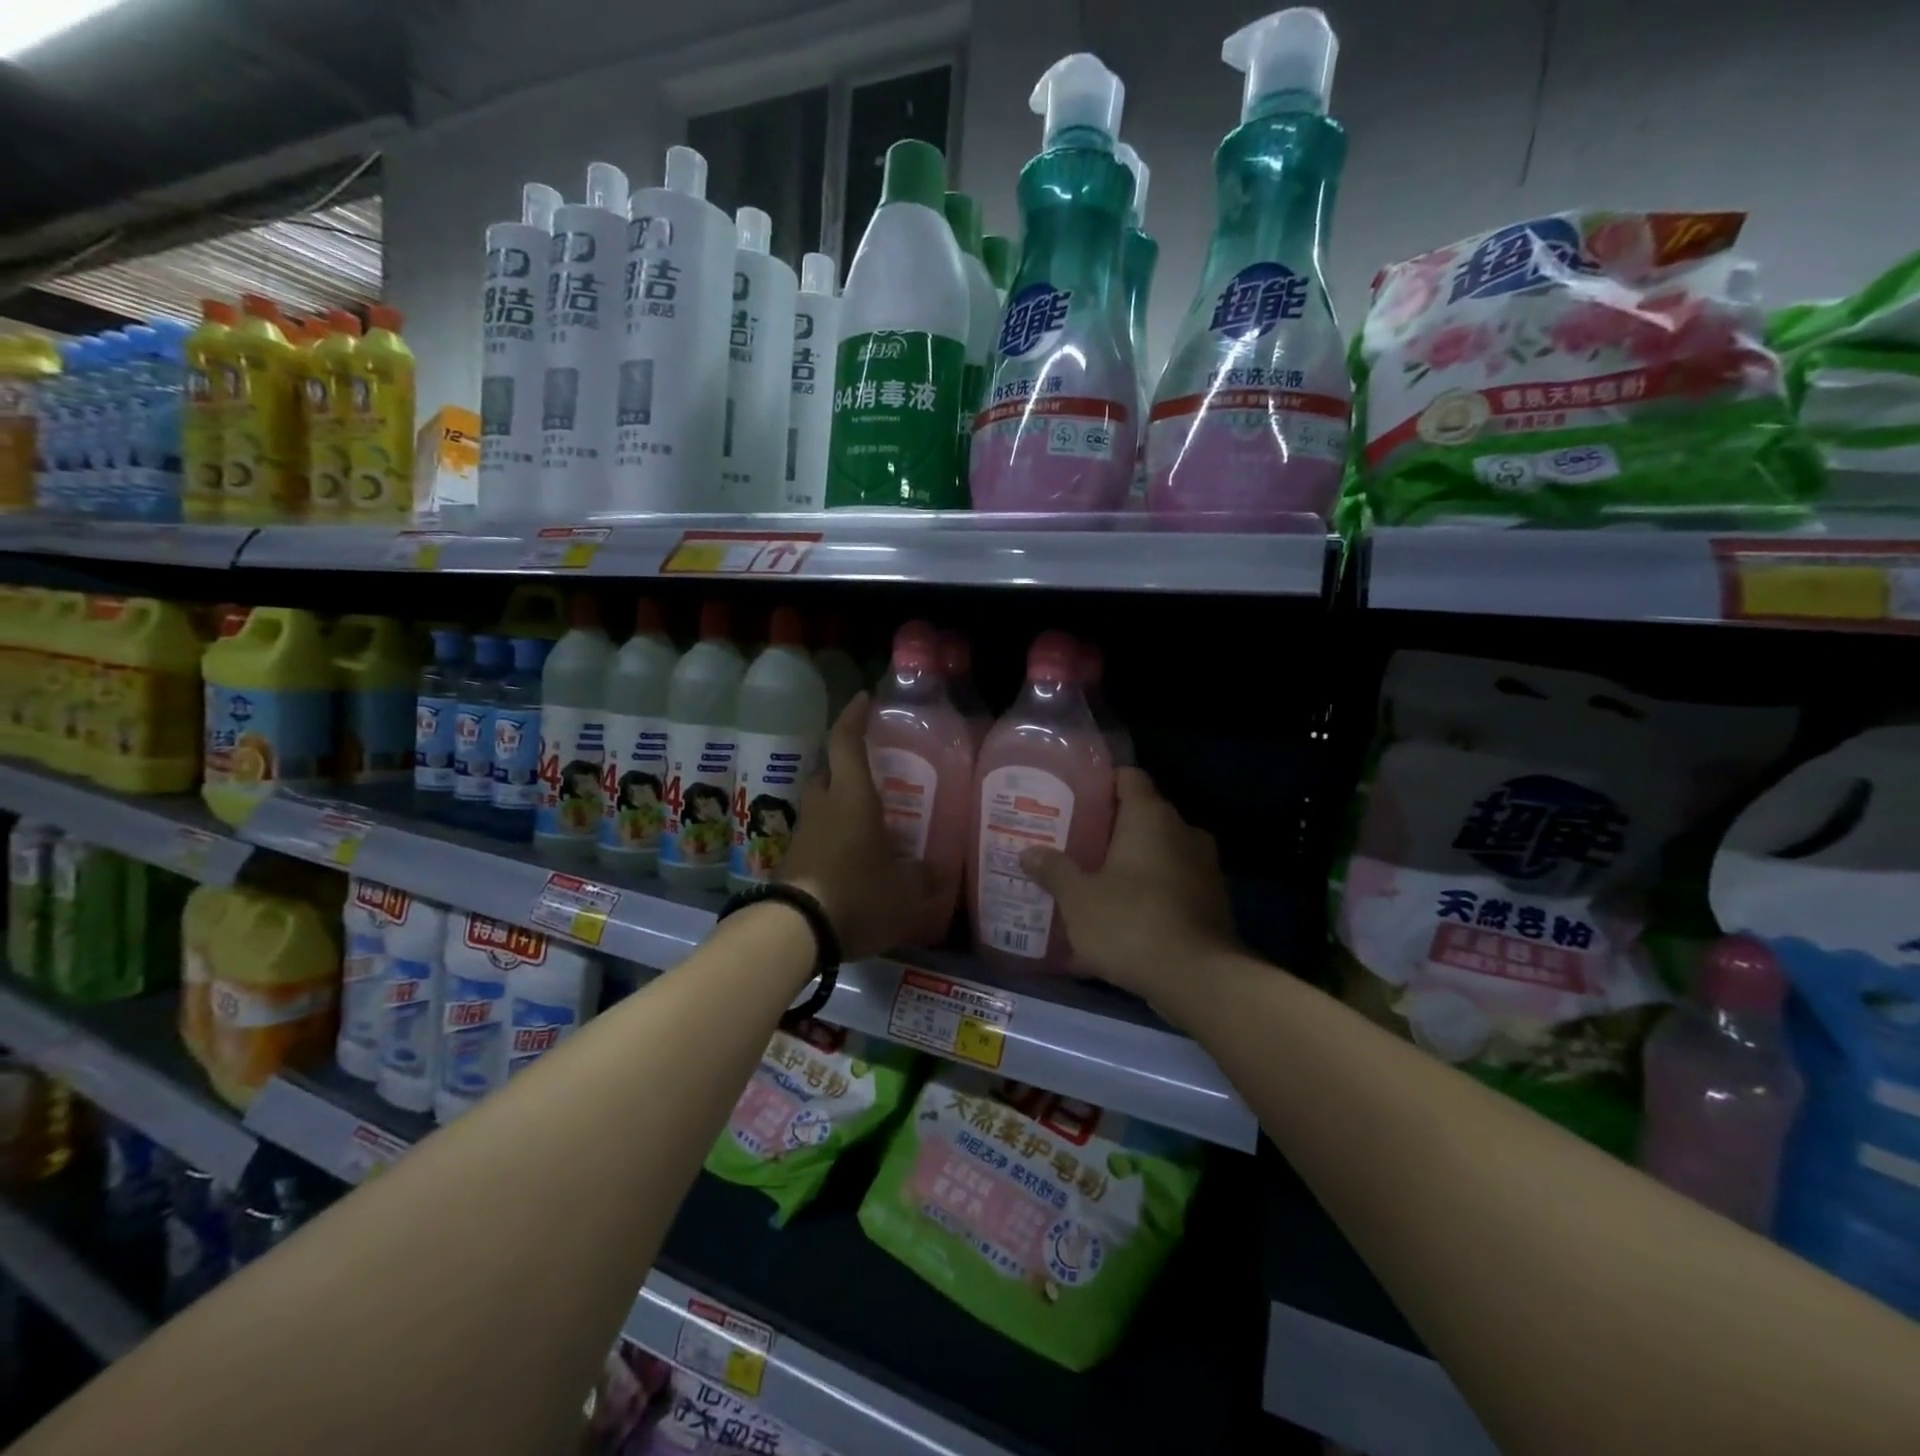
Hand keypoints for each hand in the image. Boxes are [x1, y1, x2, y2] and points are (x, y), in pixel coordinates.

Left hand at [779, 693, 938, 961]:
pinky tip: (851, 856)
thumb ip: (924, 877)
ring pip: (821, 804)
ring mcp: (804, 833)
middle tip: (872, 773)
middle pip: (829, 772)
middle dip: (846, 766)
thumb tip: (938, 871)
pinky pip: (816, 834)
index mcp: (852, 798)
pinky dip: (832, 835)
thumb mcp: (905, 891)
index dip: (854, 717)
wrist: (794, 931)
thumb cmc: (857, 894)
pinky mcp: (792, 859)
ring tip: (866, 819)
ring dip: (838, 804)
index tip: (864, 699)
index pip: (847, 743)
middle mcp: (824, 806)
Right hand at [1019, 768, 1239, 1025]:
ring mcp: (1204, 868)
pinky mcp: (1213, 903)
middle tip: (1074, 844)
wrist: (1199, 980)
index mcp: (1151, 817)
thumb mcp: (1078, 899)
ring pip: (1159, 853)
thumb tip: (1029, 852)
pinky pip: (1173, 886)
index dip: (1101, 783)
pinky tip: (1122, 918)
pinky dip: (1150, 894)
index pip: (1128, 777)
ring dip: (1131, 865)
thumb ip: (1054, 870)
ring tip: (1094, 882)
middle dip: (1109, 830)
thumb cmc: (1131, 923)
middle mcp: (1183, 832)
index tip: (1073, 799)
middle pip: (1142, 816)